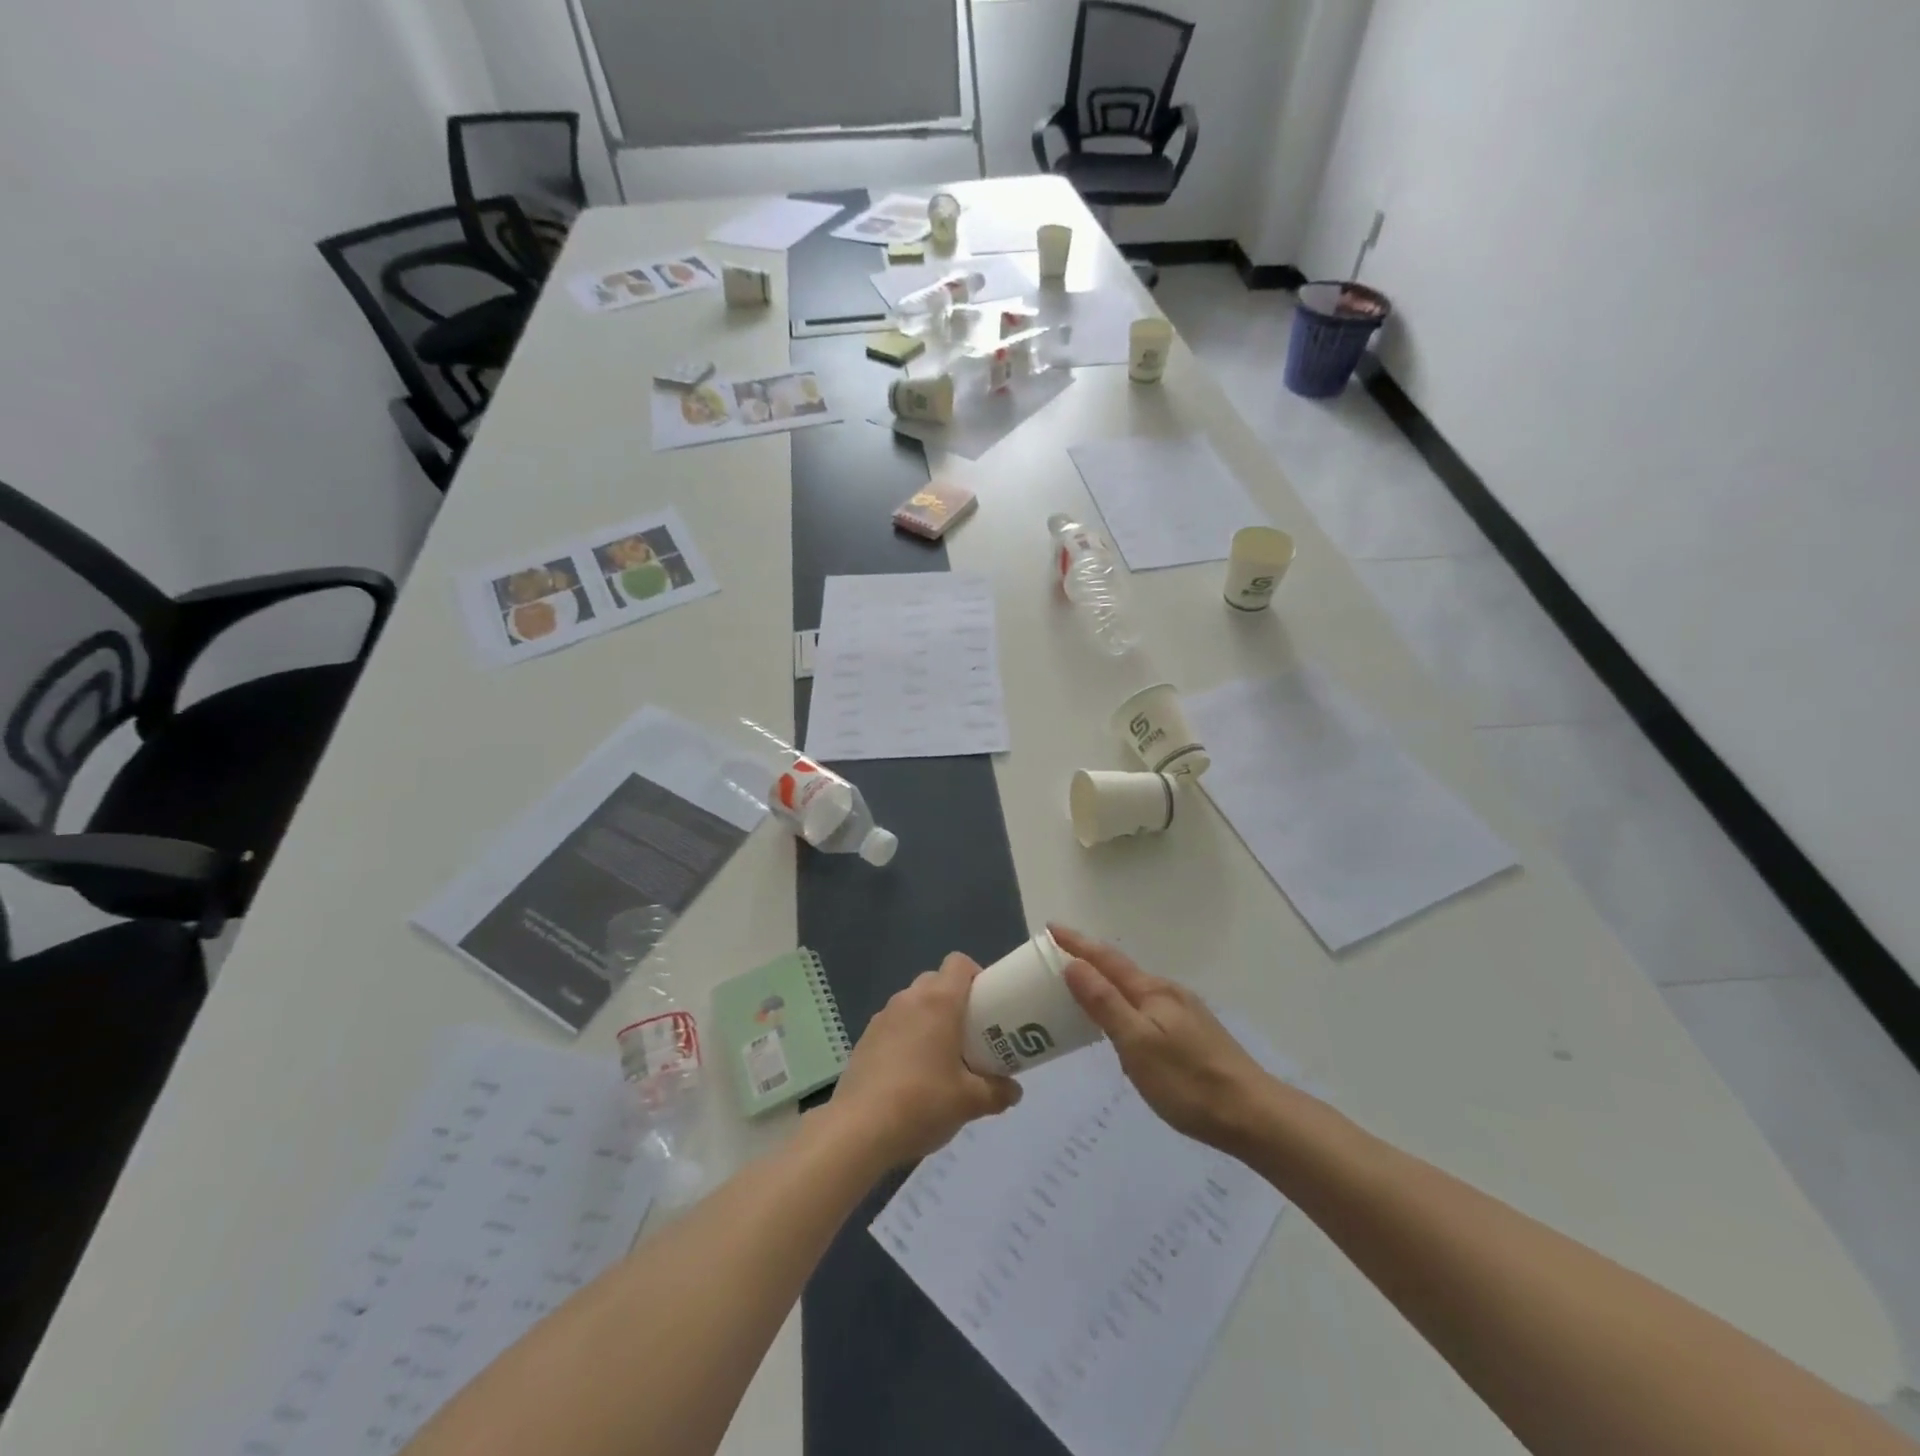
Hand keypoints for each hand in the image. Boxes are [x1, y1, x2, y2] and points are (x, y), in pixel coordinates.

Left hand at [832, 953, 1022, 1166]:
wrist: (860, 1129)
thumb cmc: (923, 1103)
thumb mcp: (970, 1102)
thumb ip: (996, 1092)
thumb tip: (1014, 1091)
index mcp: (939, 1001)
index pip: (959, 963)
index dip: (976, 976)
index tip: (987, 1005)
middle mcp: (909, 999)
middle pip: (936, 981)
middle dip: (954, 1000)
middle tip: (969, 1034)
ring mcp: (882, 1017)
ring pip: (912, 1003)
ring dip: (928, 1018)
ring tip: (940, 1057)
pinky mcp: (865, 1038)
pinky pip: (894, 1024)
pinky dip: (906, 1036)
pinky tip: (911, 1073)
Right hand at [1052, 924, 1274, 1152]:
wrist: (1253, 1115)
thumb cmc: (1187, 1081)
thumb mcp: (1137, 1043)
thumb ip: (1105, 1003)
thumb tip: (1074, 964)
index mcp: (1151, 991)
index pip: (1105, 959)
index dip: (1076, 943)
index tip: (1050, 927)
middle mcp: (1168, 993)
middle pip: (1120, 970)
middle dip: (1088, 960)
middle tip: (1057, 959)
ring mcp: (1184, 1012)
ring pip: (1135, 990)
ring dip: (1106, 983)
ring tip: (1082, 990)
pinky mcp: (1193, 1033)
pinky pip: (1147, 1006)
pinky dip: (1125, 1004)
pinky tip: (1123, 1025)